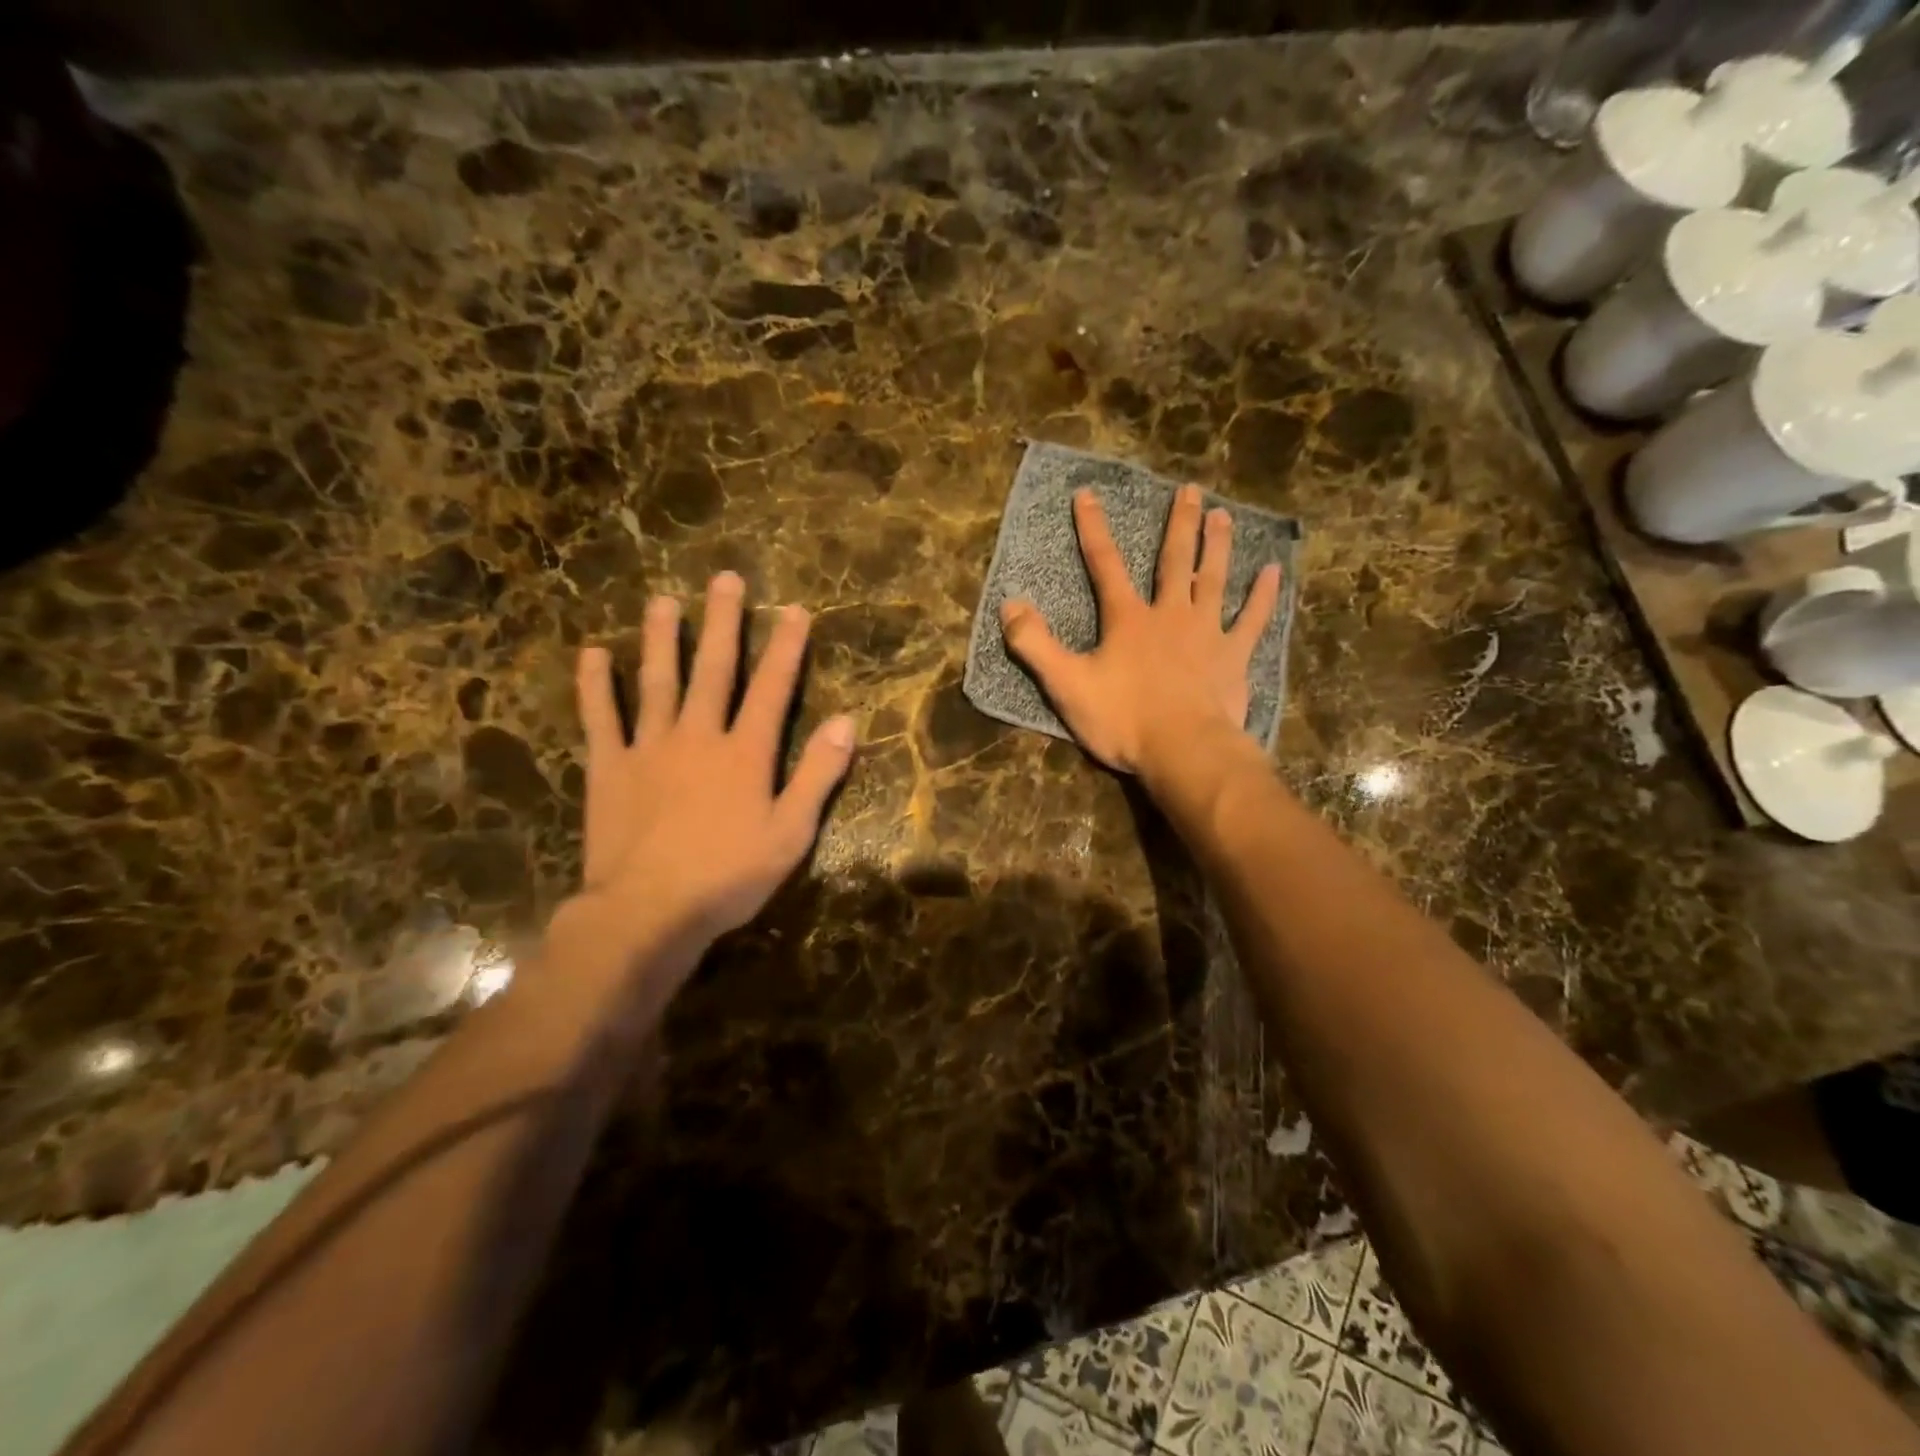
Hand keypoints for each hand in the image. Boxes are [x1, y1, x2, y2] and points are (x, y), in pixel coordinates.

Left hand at [568, 573, 856, 953]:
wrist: (648, 912)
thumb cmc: (728, 877)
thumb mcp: (791, 833)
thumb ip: (818, 775)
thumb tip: (846, 722)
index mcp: (745, 753)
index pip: (773, 688)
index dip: (786, 648)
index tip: (794, 610)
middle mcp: (698, 736)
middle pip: (713, 670)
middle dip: (722, 623)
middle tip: (725, 579)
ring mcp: (649, 748)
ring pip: (657, 682)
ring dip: (661, 639)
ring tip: (663, 600)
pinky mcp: (610, 768)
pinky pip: (601, 719)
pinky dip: (596, 686)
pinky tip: (594, 654)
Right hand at [1000, 484, 1281, 776]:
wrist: (1183, 751)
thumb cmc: (1123, 720)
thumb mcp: (1066, 685)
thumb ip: (1035, 645)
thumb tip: (1009, 605)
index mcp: (1127, 619)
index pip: (1105, 564)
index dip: (1093, 529)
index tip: (1087, 494)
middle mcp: (1170, 614)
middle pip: (1174, 561)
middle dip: (1179, 524)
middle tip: (1190, 490)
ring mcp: (1207, 633)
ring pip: (1214, 579)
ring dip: (1218, 546)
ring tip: (1223, 515)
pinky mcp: (1234, 657)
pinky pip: (1252, 619)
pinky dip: (1263, 596)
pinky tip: (1273, 571)